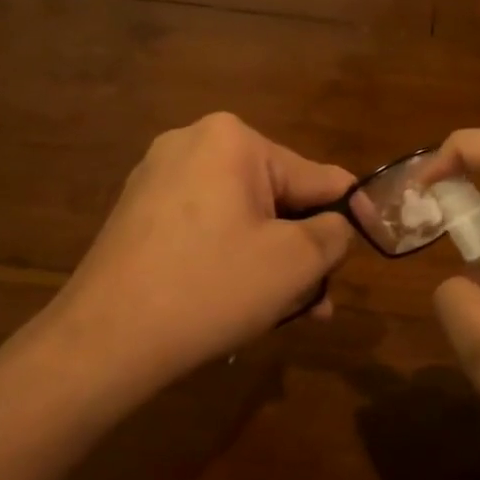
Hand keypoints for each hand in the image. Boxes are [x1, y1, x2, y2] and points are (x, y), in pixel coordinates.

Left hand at [50, 113, 355, 394]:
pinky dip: (231, 259)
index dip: (351, 212)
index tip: (374, 240)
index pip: (316, 175)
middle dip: (303, 249)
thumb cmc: (211, 288)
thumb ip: (333, 233)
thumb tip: (335, 225)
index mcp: (232, 140)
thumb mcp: (294, 262)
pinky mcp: (138, 214)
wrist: (105, 339)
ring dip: (271, 260)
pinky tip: (241, 300)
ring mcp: (157, 178)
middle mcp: (191, 144)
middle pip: (276, 197)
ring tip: (288, 312)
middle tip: (320, 301)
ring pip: (241, 218)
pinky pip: (206, 228)